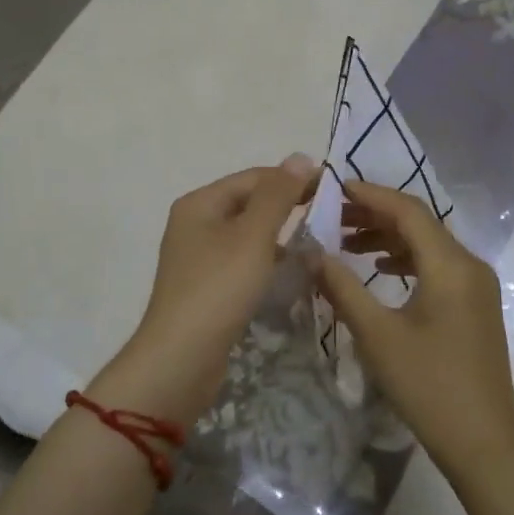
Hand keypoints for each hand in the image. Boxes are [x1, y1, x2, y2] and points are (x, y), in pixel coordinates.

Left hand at [98, 154, 316, 420]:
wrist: (182, 357)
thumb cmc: (218, 288)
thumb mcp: (253, 236)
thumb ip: (278, 195)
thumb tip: (300, 156)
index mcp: (200, 203)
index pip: (253, 177)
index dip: (291, 179)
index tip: (331, 189)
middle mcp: (195, 223)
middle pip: (248, 203)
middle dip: (287, 207)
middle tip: (329, 215)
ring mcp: (198, 257)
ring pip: (247, 234)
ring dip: (279, 235)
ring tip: (316, 241)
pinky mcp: (206, 286)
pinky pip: (242, 261)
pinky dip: (266, 260)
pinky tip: (290, 270)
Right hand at [316, 180, 513, 473]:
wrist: (484, 441)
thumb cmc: (428, 385)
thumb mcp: (377, 334)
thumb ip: (342, 287)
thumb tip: (312, 253)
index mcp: (450, 265)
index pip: (408, 210)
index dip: (369, 194)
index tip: (333, 187)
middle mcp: (469, 264)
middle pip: (419, 224)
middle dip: (374, 215)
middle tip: (331, 215)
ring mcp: (476, 285)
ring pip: (428, 245)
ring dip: (388, 238)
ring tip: (346, 241)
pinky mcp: (475, 304)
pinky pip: (437, 266)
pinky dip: (405, 260)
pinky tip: (379, 271)